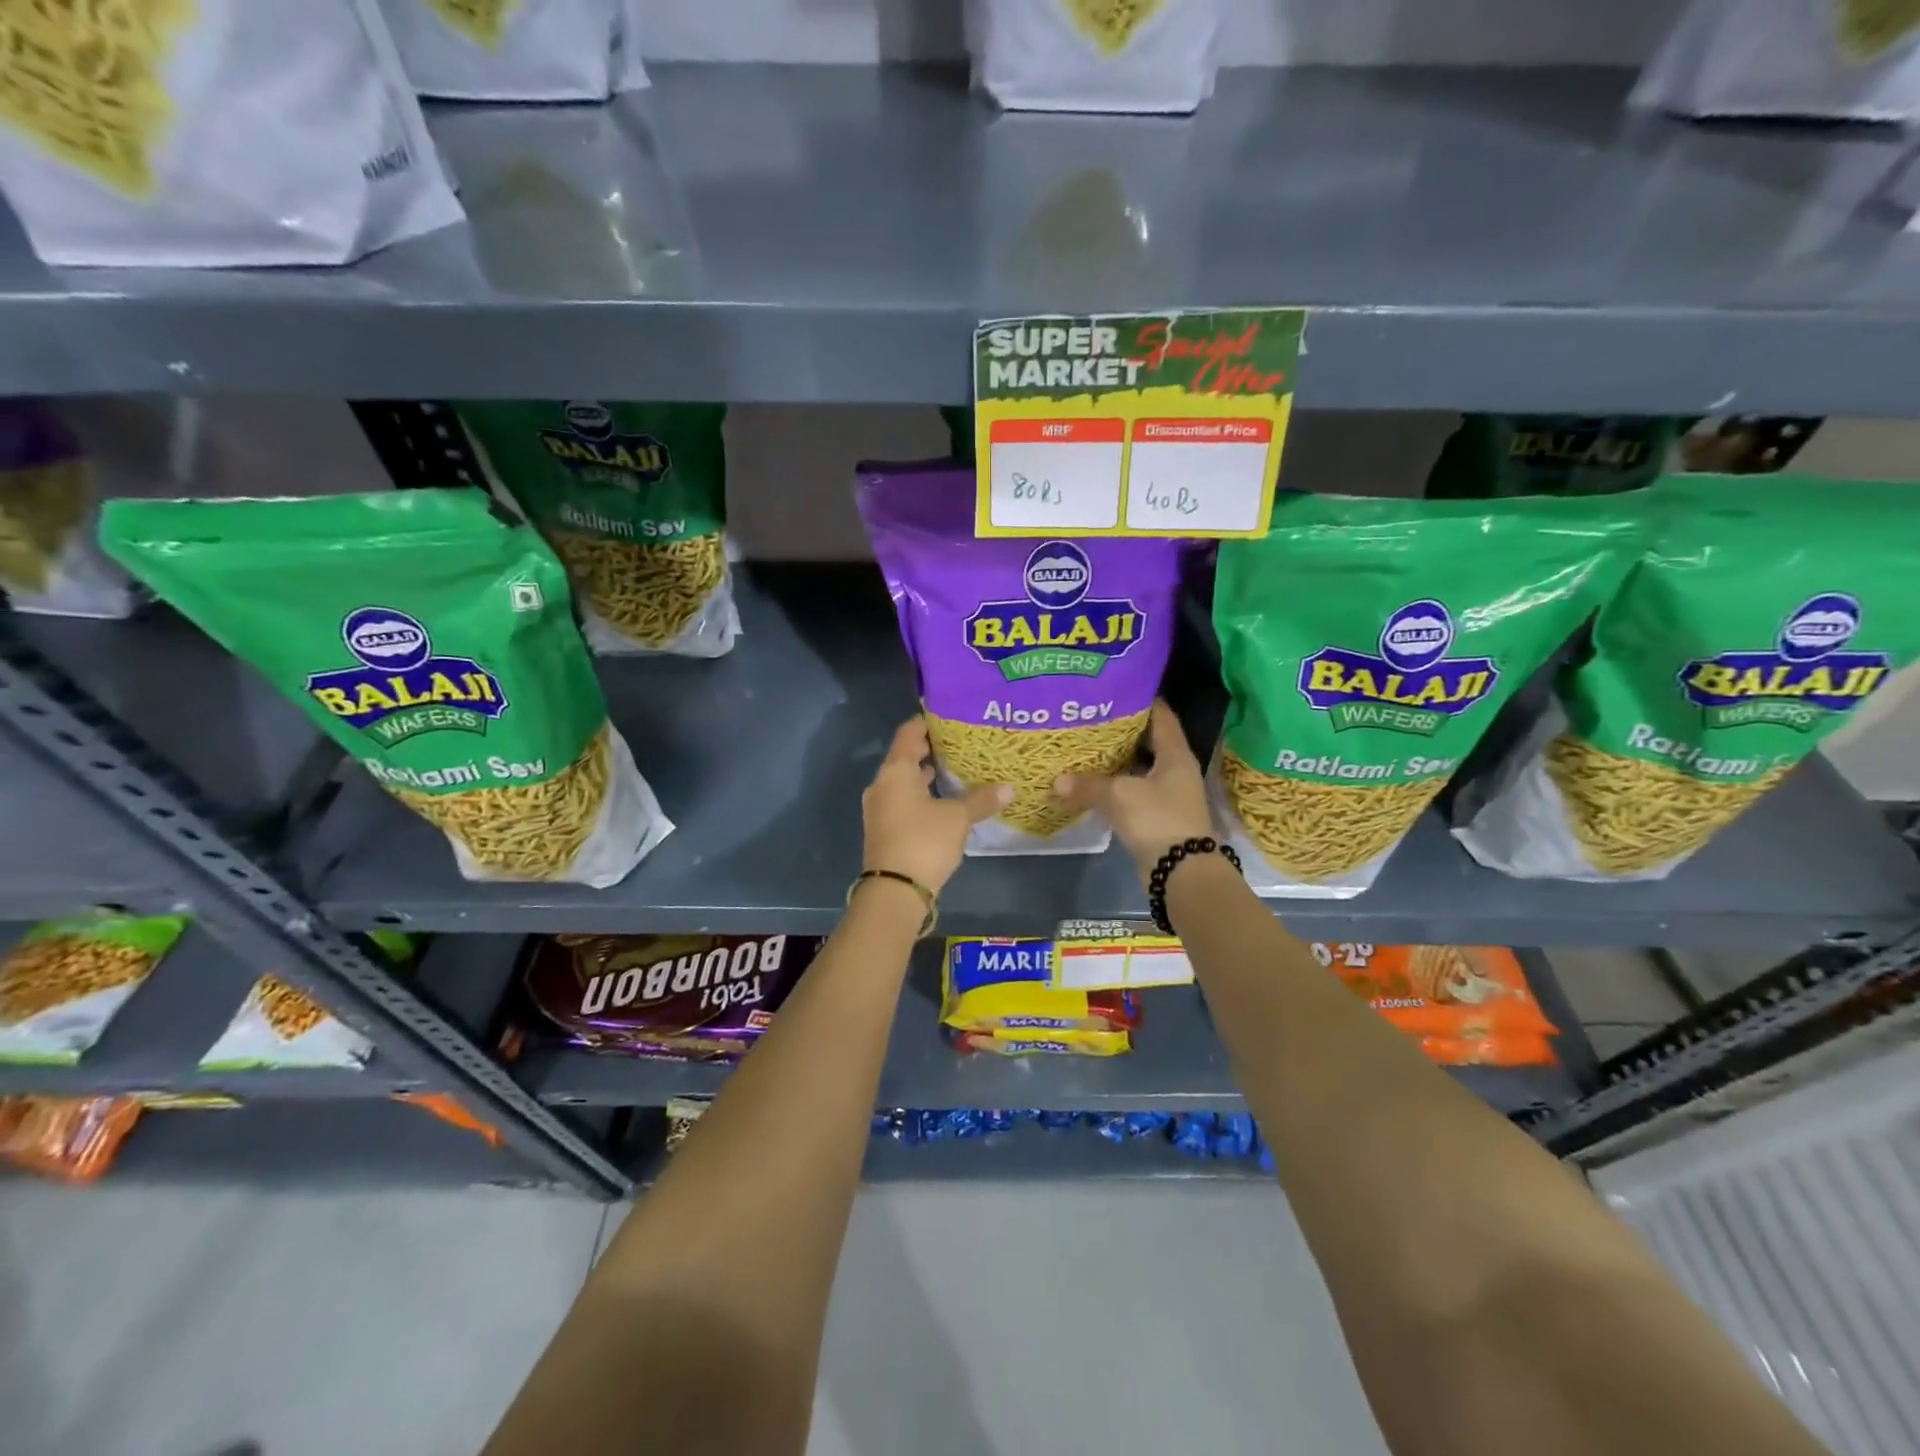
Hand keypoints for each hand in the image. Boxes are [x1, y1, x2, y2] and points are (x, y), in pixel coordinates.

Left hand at [863, 717, 1010, 892]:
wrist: (894, 891)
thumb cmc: (924, 842)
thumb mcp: (958, 818)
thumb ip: (981, 799)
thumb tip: (1009, 788)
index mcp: (895, 771)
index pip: (908, 733)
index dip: (927, 723)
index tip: (949, 717)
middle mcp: (882, 784)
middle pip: (904, 757)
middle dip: (930, 749)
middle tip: (960, 742)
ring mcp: (880, 808)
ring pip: (904, 781)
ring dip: (925, 774)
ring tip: (956, 769)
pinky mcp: (884, 828)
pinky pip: (903, 800)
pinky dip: (921, 794)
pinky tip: (944, 800)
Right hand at [1054, 699, 1215, 882]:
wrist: (1181, 871)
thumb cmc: (1157, 819)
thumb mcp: (1119, 796)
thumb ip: (1088, 785)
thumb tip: (1057, 781)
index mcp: (1175, 754)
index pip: (1160, 715)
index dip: (1140, 699)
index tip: (1115, 688)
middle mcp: (1175, 769)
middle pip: (1148, 740)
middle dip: (1121, 729)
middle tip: (1091, 715)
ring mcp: (1168, 793)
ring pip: (1139, 767)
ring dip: (1117, 759)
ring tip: (1086, 744)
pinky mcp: (1157, 815)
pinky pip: (1133, 790)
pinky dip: (1115, 784)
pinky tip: (1091, 781)